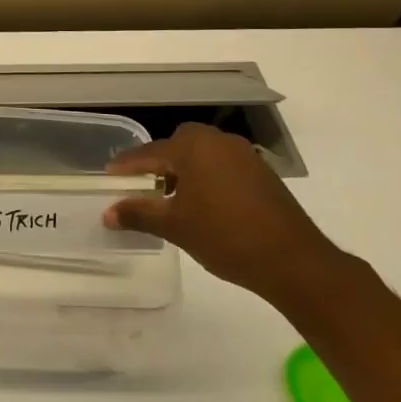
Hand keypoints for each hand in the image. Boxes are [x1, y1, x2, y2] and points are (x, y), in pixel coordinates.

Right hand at [105, 124, 344, 302]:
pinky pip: (221, 165)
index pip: (149, 152)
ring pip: (201, 154)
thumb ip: (138, 214)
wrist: (293, 260)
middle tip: (142, 185)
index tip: (109, 175)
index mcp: (193, 147)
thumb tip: (107, 213)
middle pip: (176, 146)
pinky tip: (203, 204)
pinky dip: (206, 177)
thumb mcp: (175, 226)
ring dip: (183, 170)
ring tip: (171, 197)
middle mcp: (217, 141)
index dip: (127, 166)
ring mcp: (243, 154)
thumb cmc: (225, 237)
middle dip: (157, 163)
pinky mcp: (261, 172)